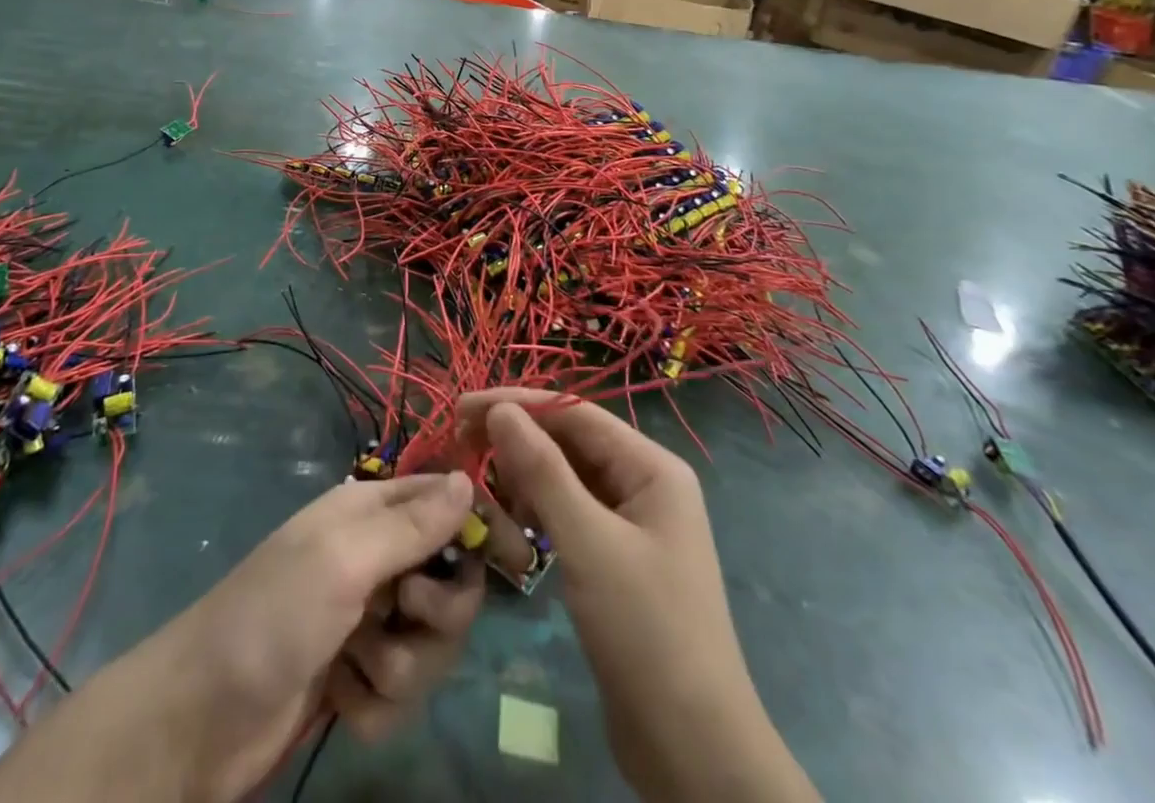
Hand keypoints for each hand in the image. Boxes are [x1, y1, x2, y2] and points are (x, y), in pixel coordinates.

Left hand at [161, 471, 482, 798]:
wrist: (198, 720)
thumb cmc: (272, 617)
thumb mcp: (343, 560)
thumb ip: (410, 524)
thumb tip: (467, 480)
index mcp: (370, 513)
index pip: (446, 501)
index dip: (482, 525)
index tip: (518, 558)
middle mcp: (376, 559)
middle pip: (452, 581)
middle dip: (439, 614)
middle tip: (405, 618)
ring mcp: (368, 621)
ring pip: (433, 643)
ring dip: (403, 666)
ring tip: (357, 668)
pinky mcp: (359, 678)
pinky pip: (403, 691)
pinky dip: (377, 702)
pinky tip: (341, 699)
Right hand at [460, 392, 818, 802]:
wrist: (693, 750)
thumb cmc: (644, 630)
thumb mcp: (587, 542)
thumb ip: (542, 470)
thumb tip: (500, 410)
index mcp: (652, 468)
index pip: (575, 413)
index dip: (519, 404)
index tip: (464, 406)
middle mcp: (645, 484)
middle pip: (571, 444)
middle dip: (518, 442)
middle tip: (461, 445)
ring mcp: (633, 524)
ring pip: (567, 481)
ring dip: (525, 480)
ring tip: (485, 491)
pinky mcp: (617, 559)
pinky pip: (571, 516)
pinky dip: (539, 515)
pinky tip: (513, 529)